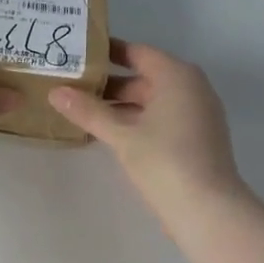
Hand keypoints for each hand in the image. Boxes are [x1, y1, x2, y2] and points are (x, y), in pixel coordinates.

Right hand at [48, 42, 244, 212]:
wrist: (208, 210)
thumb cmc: (165, 161)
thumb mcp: (122, 135)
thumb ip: (89, 112)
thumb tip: (55, 92)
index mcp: (177, 76)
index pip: (136, 53)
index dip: (106, 53)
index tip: (77, 54)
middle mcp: (191, 87)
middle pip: (143, 78)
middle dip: (108, 85)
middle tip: (71, 87)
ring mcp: (197, 114)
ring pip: (151, 101)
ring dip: (120, 106)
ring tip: (82, 111)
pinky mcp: (196, 138)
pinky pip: (161, 119)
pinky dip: (136, 121)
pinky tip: (109, 134)